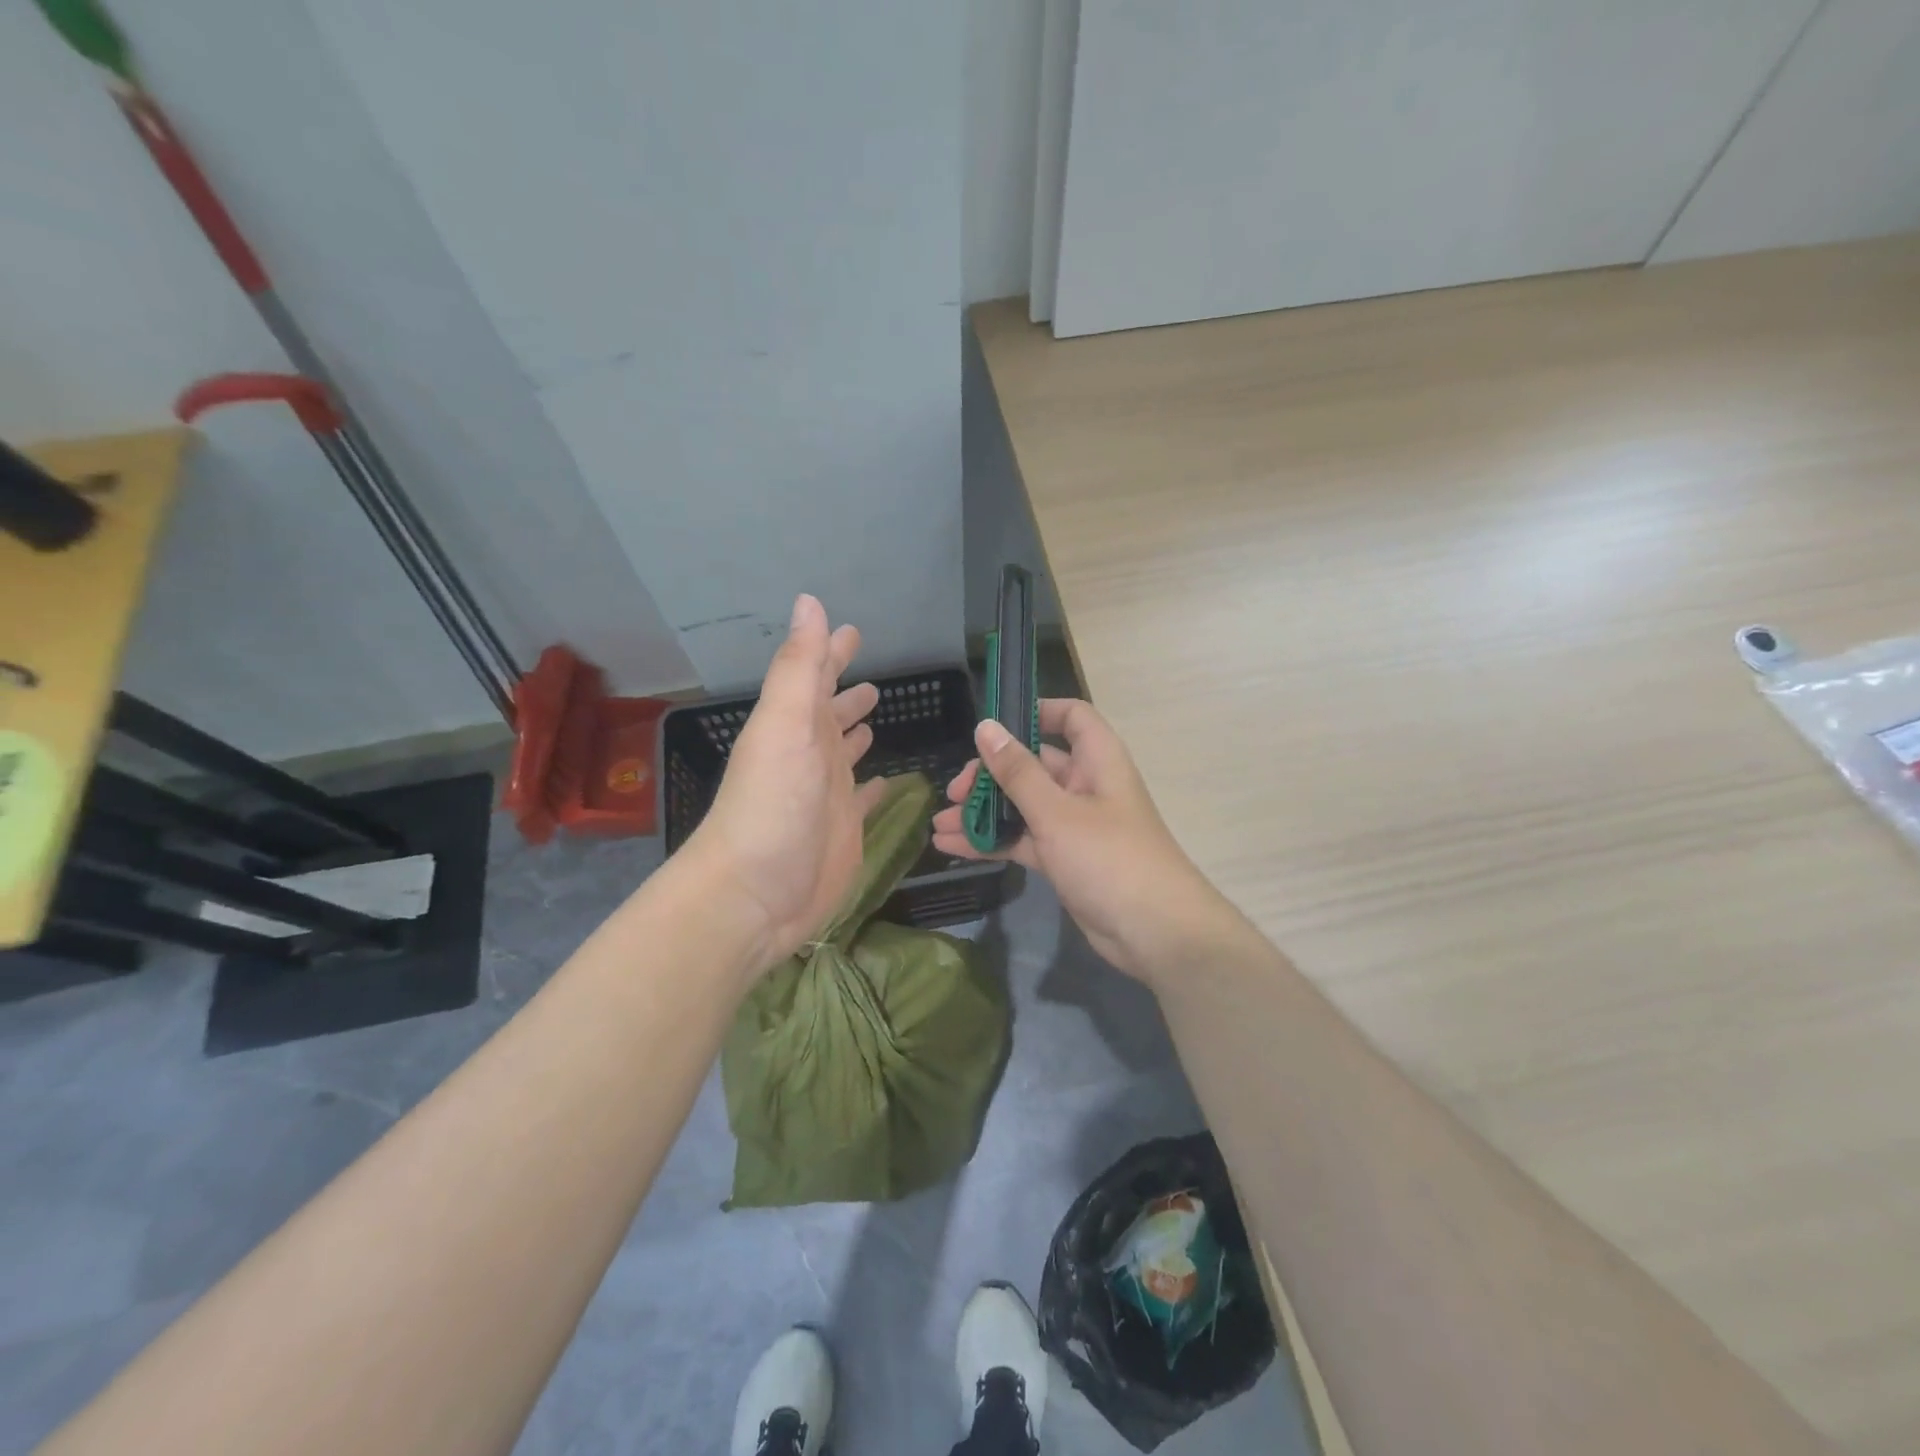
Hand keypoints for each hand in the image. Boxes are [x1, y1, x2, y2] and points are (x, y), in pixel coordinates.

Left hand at [682, 595, 886, 975]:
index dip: (830, 651)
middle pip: (831, 713)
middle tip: (872, 675)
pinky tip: (889, 780)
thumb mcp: (784, 727)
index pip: (815, 677)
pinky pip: (864, 798)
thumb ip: (801, 667)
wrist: (756, 895)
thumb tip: (811, 602)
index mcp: (795, 726)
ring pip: (845, 752)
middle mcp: (811, 755)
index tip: (851, 630)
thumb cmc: (771, 806)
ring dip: (856, 731)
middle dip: (846, 692)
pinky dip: (875, 785)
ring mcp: (828, 794)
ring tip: (875, 714)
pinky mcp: (846, 829)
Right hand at [931, 699, 1225, 986]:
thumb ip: (1017, 772)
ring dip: (984, 813)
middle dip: (991, 775)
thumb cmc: (1109, 858)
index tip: (993, 727)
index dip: (1036, 712)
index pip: (1071, 717)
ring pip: (1023, 806)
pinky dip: (994, 842)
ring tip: (940, 824)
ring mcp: (1074, 825)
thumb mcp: (1057, 812)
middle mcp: (1086, 786)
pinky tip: (953, 848)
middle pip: (1034, 765)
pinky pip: (1024, 840)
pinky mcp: (1065, 859)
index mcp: (1097, 761)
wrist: (1155, 933)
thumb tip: (986, 727)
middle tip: (953, 792)